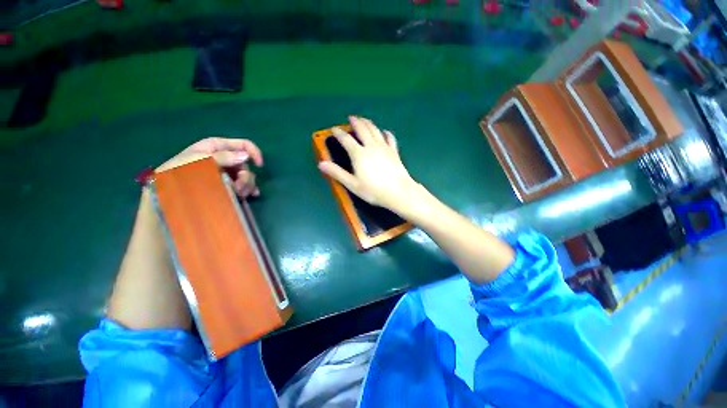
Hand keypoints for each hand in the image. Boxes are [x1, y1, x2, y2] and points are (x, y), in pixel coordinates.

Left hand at [157, 137, 263, 197]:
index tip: (259, 165)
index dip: (254, 153)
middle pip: (245, 164)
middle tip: (239, 187)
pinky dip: (248, 189)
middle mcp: (224, 158)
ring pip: (246, 176)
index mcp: (217, 147)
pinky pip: (243, 184)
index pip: (243, 145)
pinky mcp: (226, 183)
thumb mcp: (200, 160)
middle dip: (246, 176)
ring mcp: (225, 171)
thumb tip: (245, 156)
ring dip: (247, 185)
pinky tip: (250, 195)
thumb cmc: (181, 170)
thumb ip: (223, 157)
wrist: (166, 190)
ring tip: (240, 194)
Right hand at [318, 116, 417, 212]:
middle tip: (351, 117)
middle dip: (355, 122)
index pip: (346, 139)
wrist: (398, 192)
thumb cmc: (373, 190)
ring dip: (368, 123)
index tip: (334, 129)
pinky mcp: (394, 152)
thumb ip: (337, 173)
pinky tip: (385, 132)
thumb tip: (321, 163)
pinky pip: (390, 138)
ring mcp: (384, 147)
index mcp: (359, 154)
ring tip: (364, 119)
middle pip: (362, 129)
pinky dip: (386, 133)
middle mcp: (371, 146)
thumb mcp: (352, 184)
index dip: (339, 133)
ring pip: (375, 130)